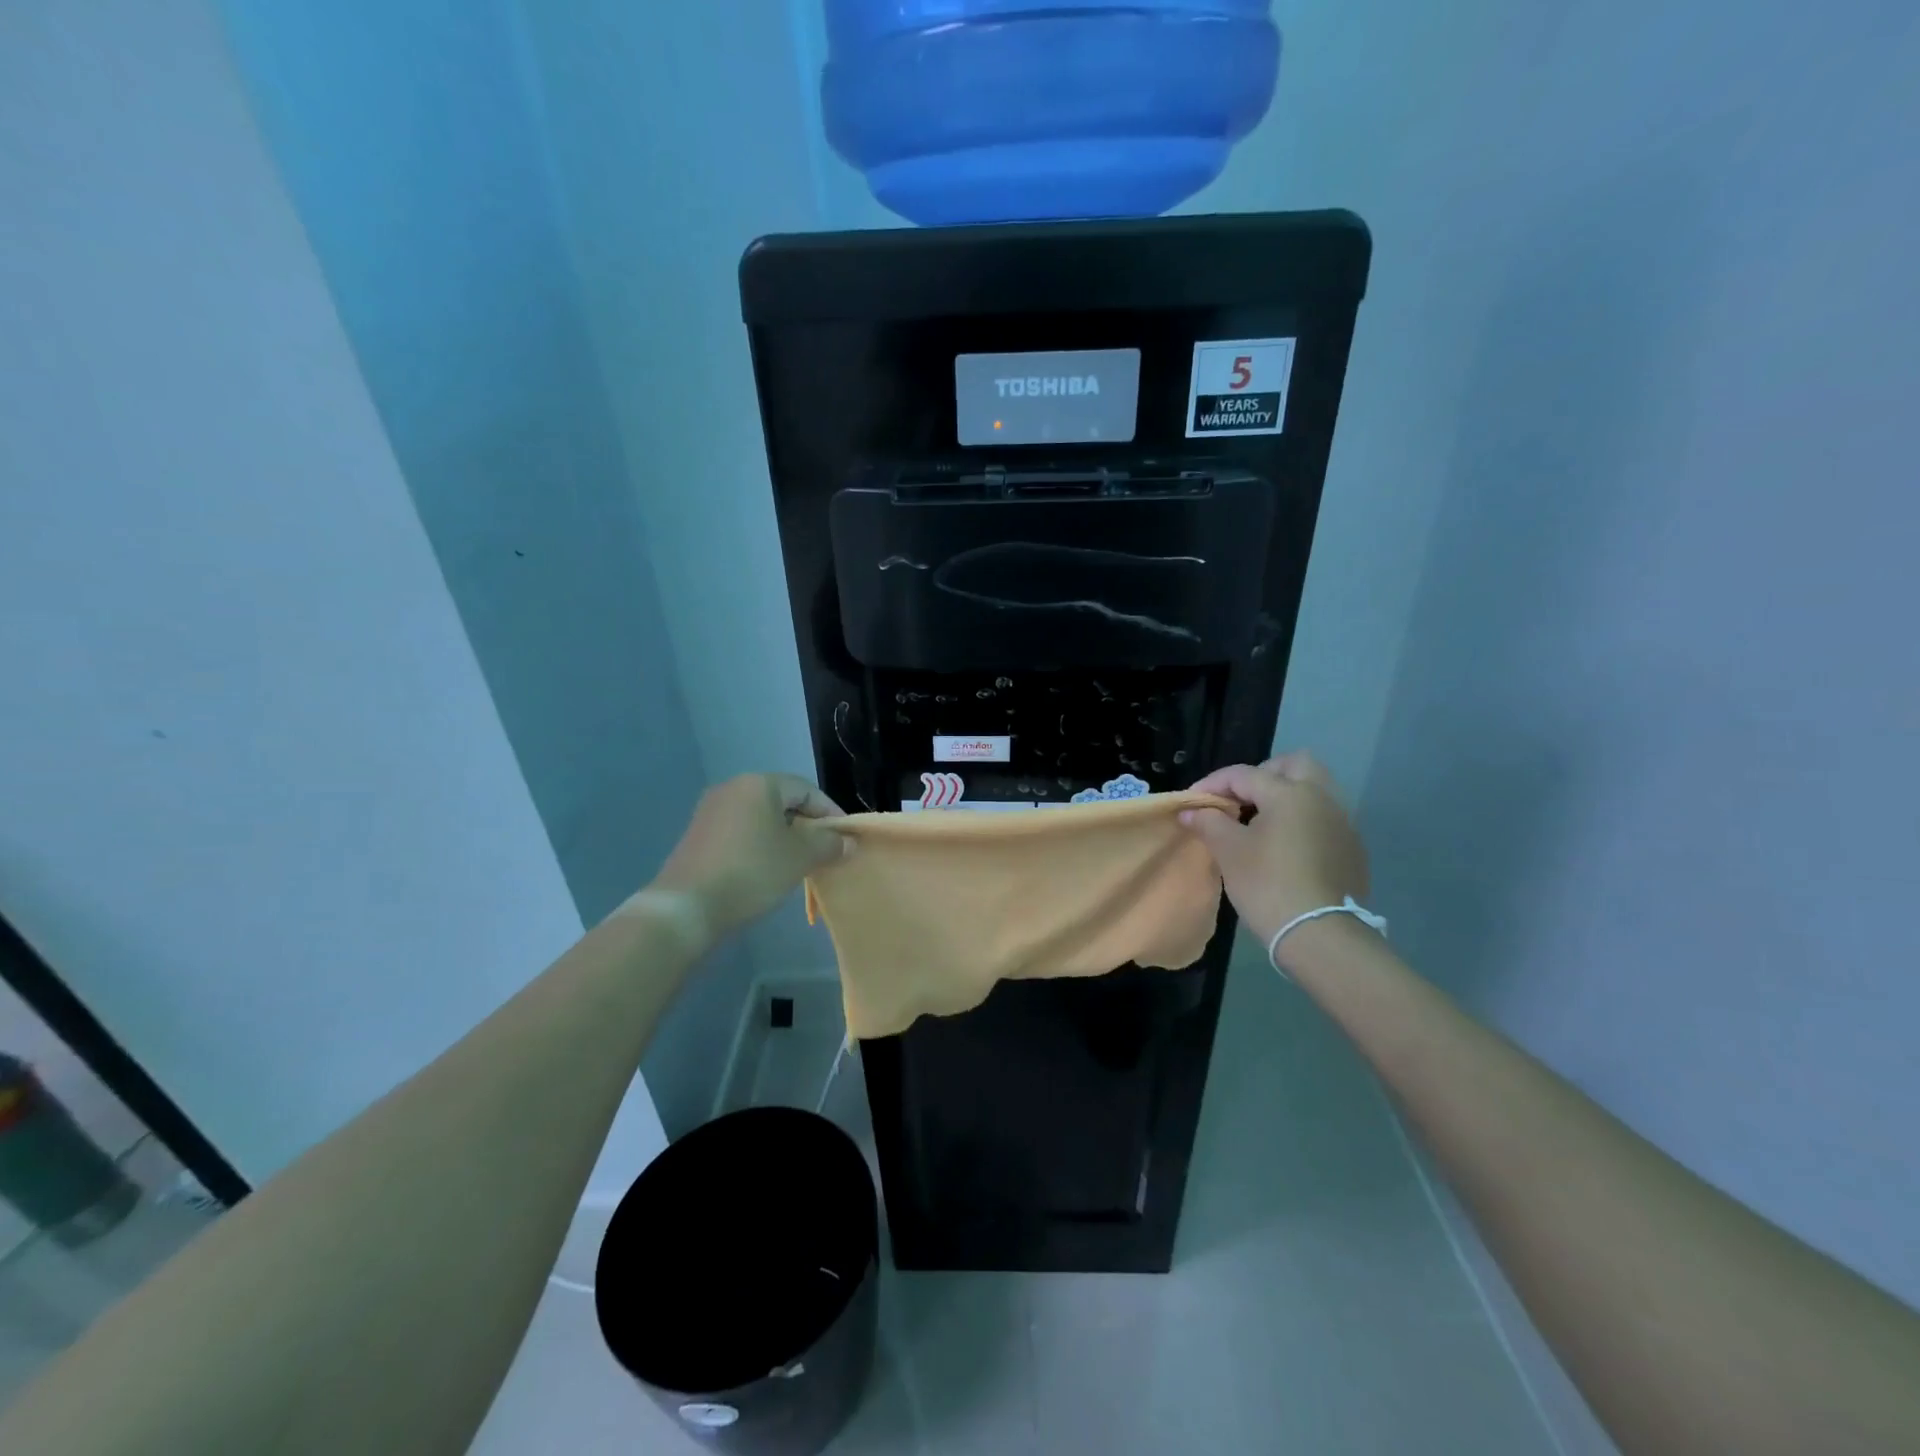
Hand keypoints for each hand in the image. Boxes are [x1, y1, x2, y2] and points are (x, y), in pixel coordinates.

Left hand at [650, 774, 848, 939]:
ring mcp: (710, 811)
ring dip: (783, 836)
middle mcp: (732, 788)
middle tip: (823, 851)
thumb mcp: (799, 858)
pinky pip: (740, 831)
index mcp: (759, 784)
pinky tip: (766, 870)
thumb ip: (828, 844)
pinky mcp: (697, 835)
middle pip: (782, 801)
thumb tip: (847, 841)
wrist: (686, 907)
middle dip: (806, 825)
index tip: (845, 838)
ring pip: (760, 817)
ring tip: (798, 863)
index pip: (806, 789)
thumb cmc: (751, 872)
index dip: (830, 812)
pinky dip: (759, 844)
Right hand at [1180, 753, 1370, 949]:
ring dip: (1285, 796)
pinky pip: (1324, 817)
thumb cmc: (1267, 885)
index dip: (1212, 784)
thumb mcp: (1228, 851)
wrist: (1320, 935)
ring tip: (1259, 822)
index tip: (1191, 802)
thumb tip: (1190, 811)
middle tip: (1238, 800)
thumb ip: (1208, 822)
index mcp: (1290, 793)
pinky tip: (1284, 846)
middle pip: (1294, 765)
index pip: (1243, 774)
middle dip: (1263, 774)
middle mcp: (1322, 797)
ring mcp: (1343, 822)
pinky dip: (1302, 819)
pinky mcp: (1352, 848)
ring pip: (1314, 790)